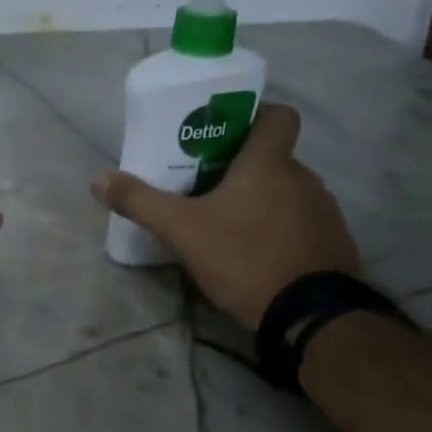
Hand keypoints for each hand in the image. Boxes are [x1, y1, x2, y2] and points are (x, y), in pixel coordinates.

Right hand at [91, 104, 359, 328]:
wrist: (310, 316)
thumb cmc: (244, 257)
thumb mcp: (181, 230)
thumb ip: (140, 202)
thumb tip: (98, 179)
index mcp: (270, 163)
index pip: (278, 115)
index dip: (255, 115)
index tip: (225, 131)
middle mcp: (304, 177)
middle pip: (273, 157)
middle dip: (241, 167)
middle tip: (206, 184)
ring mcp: (324, 212)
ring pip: (287, 192)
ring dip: (261, 200)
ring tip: (227, 223)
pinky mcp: (333, 244)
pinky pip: (301, 223)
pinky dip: (280, 229)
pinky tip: (255, 253)